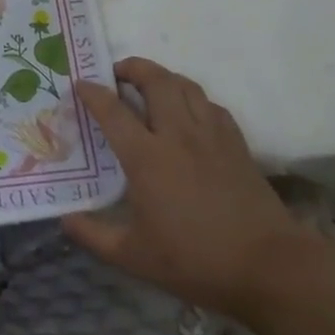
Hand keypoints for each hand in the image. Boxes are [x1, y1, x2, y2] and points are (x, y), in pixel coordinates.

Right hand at [63, 58, 314, 323]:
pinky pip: (210, 105)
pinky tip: (188, 114)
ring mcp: (211, 136)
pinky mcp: (237, 144)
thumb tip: (65, 219)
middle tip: (116, 74)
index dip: (92, 92)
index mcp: (146, 157)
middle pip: (155, 80)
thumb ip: (93, 235)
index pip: (112, 110)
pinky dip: (192, 99)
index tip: (79, 84)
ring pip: (185, 85)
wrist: (269, 267)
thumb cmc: (195, 261)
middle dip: (132, 67)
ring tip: (149, 86)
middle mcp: (178, 135)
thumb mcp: (133, 257)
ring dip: (163, 77)